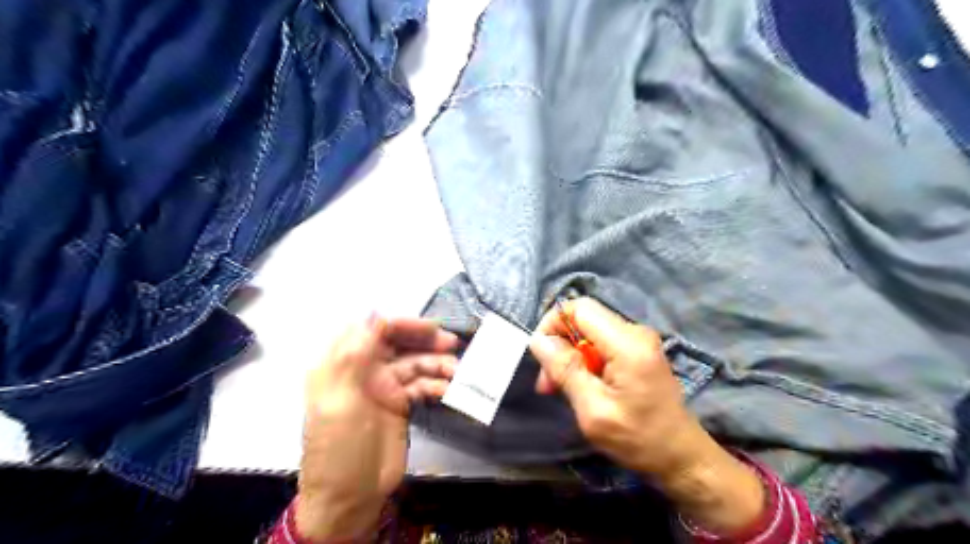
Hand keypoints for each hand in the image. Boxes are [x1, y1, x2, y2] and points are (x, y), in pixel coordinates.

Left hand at [296, 316, 458, 540]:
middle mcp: (363, 370)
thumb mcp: (340, 401)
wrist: (351, 498)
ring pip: (413, 362)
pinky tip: (448, 390)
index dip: (398, 324)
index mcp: (341, 365)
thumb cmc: (339, 448)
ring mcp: (383, 386)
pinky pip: (421, 384)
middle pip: (396, 342)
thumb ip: (354, 355)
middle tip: (451, 342)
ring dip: (435, 363)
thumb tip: (371, 313)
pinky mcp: (399, 403)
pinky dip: (436, 384)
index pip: (370, 330)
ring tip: (456, 370)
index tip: (427, 327)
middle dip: (423, 339)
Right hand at [531, 302, 764, 534]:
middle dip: (559, 345)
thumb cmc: (639, 438)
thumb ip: (566, 370)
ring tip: (559, 389)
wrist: (681, 456)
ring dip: (570, 357)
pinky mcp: (638, 351)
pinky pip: (601, 343)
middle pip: (583, 319)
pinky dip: (585, 361)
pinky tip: (580, 386)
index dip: (553, 323)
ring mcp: (638, 340)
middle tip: (547, 384)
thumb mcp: (593, 410)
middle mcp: (635, 332)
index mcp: (627, 343)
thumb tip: (538, 340)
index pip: (580, 307)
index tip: (541, 355)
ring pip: (589, 332)